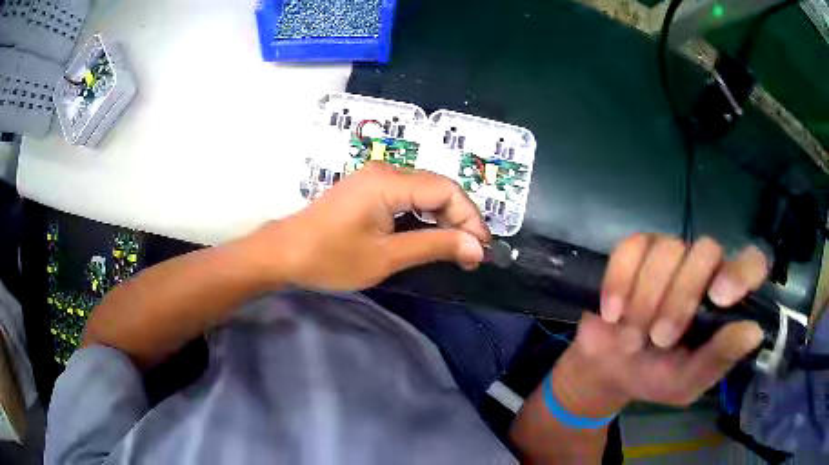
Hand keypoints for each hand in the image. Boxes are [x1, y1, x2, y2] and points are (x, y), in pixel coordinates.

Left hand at [248, 163, 490, 290]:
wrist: (284, 254)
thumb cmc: (330, 258)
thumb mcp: (386, 257)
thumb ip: (435, 246)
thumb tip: (476, 247)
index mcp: (388, 182)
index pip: (446, 190)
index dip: (470, 217)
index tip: (480, 249)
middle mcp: (385, 171)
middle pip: (437, 187)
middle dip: (459, 219)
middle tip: (469, 253)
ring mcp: (374, 178)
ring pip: (424, 191)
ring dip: (442, 218)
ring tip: (454, 248)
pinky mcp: (367, 189)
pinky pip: (407, 196)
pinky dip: (423, 216)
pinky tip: (429, 236)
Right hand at [552, 235, 767, 417]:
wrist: (608, 371)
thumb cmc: (655, 378)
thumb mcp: (687, 381)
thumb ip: (718, 358)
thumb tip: (754, 332)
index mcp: (724, 300)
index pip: (750, 264)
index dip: (741, 271)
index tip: (719, 297)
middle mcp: (702, 269)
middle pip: (705, 251)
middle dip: (679, 299)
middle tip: (659, 339)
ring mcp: (669, 255)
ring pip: (667, 249)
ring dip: (645, 299)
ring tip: (631, 336)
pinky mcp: (634, 252)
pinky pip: (630, 249)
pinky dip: (619, 282)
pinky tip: (613, 313)